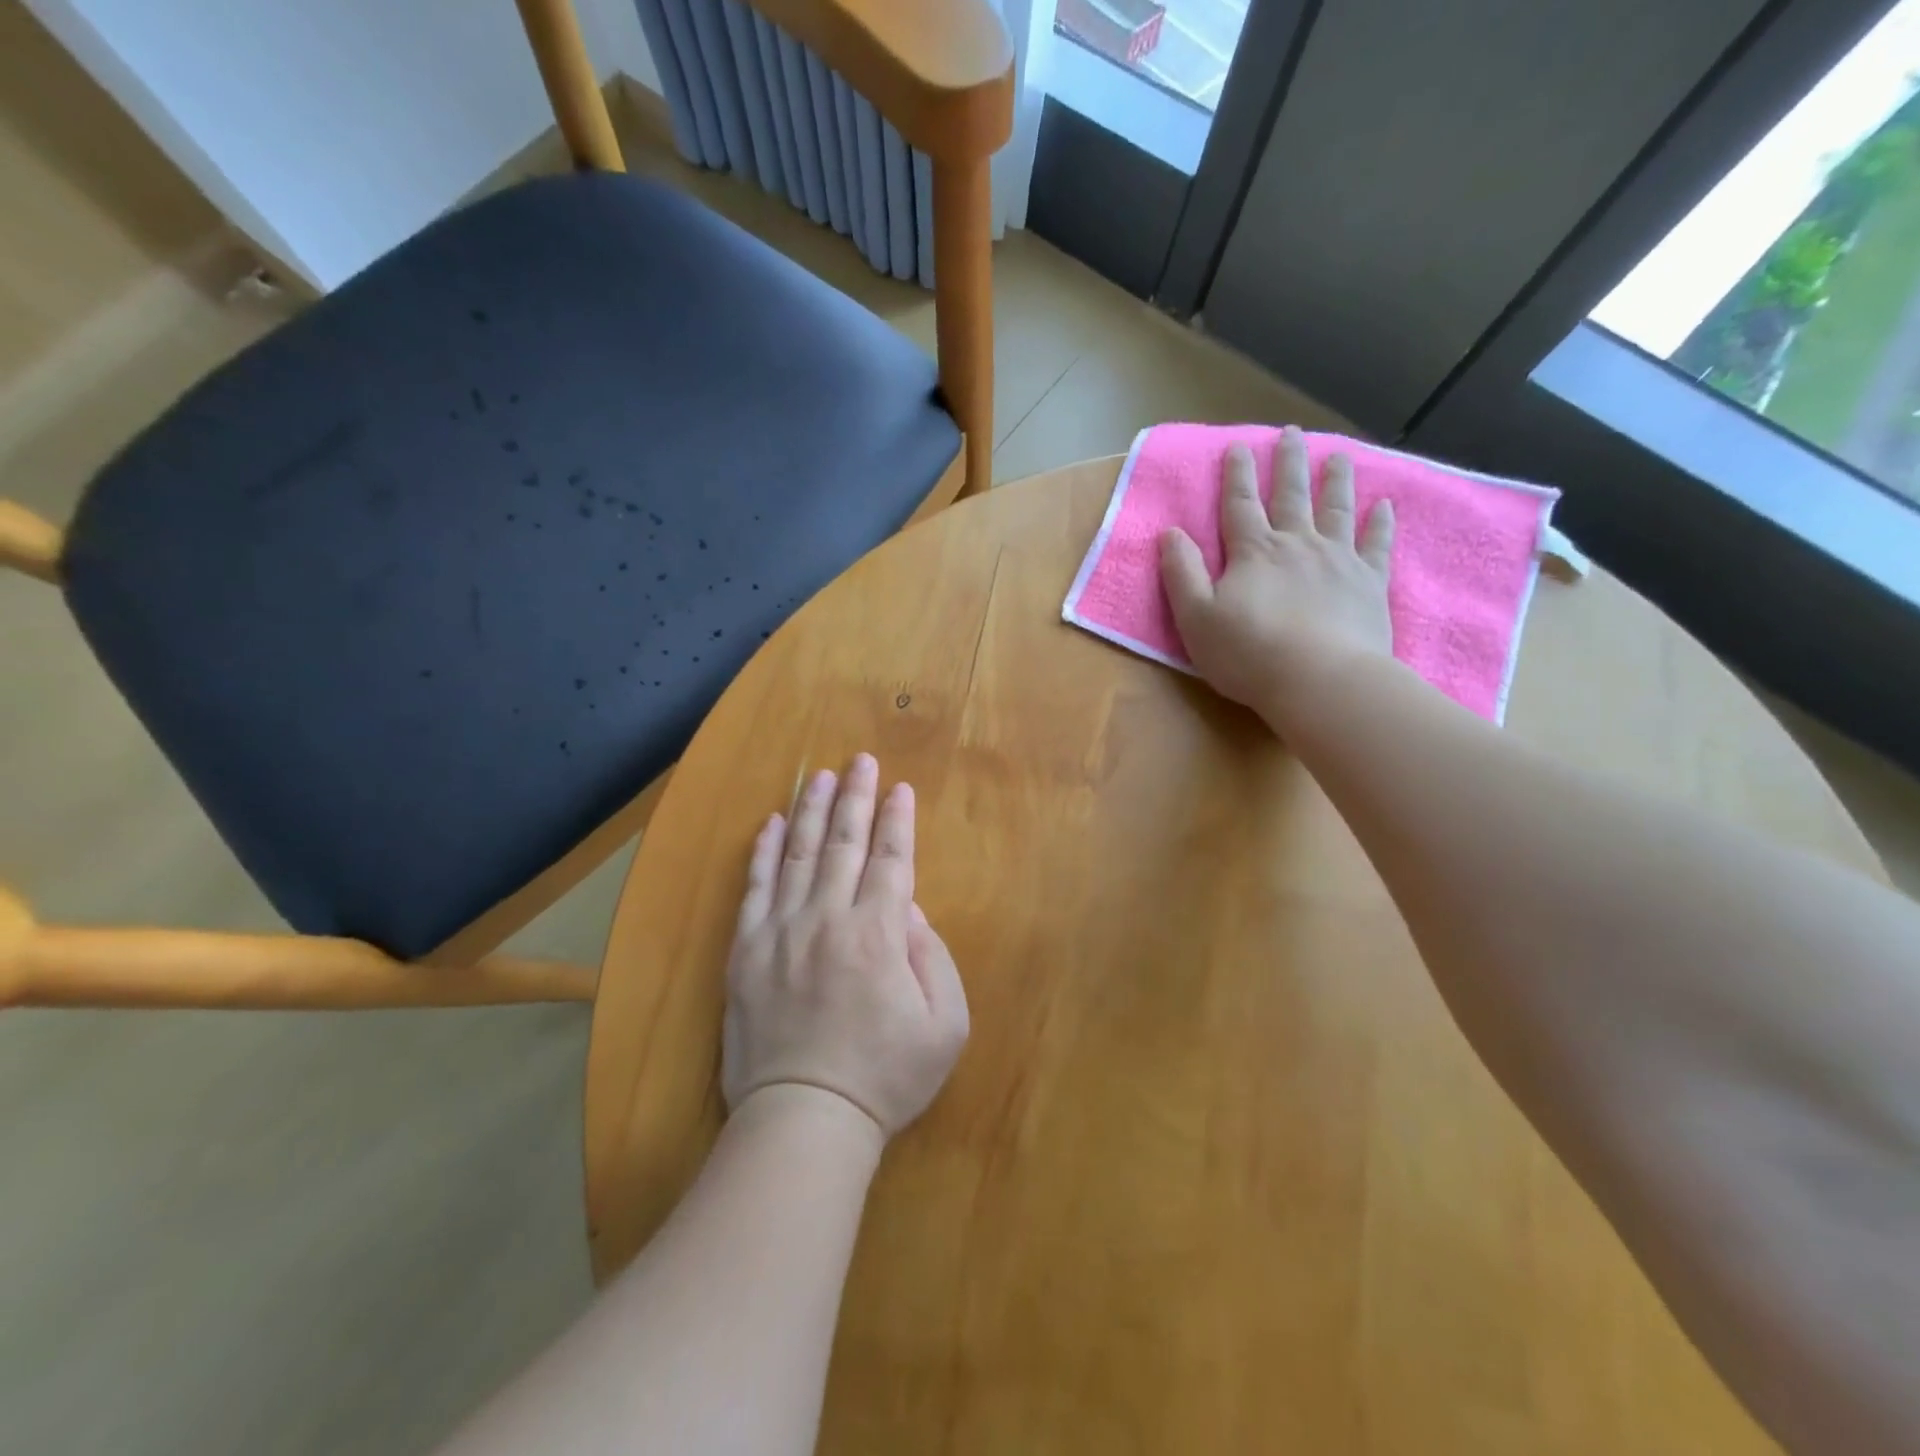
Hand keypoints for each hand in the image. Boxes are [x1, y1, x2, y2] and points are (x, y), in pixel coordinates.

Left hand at [722, 754, 968, 1142]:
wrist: (805, 1118)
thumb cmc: (885, 1076)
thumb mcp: (944, 1024)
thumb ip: (932, 956)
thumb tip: (908, 908)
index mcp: (880, 933)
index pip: (892, 859)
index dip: (898, 820)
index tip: (901, 788)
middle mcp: (829, 918)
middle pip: (844, 843)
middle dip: (856, 797)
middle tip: (860, 761)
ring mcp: (782, 931)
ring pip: (797, 854)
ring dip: (809, 810)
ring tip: (818, 776)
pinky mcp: (746, 951)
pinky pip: (754, 888)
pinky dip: (762, 852)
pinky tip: (768, 823)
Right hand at [1159, 427, 1394, 727]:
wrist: (1320, 681)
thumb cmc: (1248, 653)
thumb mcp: (1195, 617)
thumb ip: (1181, 573)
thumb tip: (1171, 533)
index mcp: (1253, 553)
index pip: (1240, 505)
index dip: (1237, 475)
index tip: (1238, 446)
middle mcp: (1297, 544)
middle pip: (1291, 495)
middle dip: (1288, 463)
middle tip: (1292, 433)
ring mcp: (1338, 560)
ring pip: (1336, 510)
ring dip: (1336, 481)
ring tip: (1338, 456)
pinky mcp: (1369, 583)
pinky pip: (1376, 545)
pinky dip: (1380, 523)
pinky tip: (1384, 506)